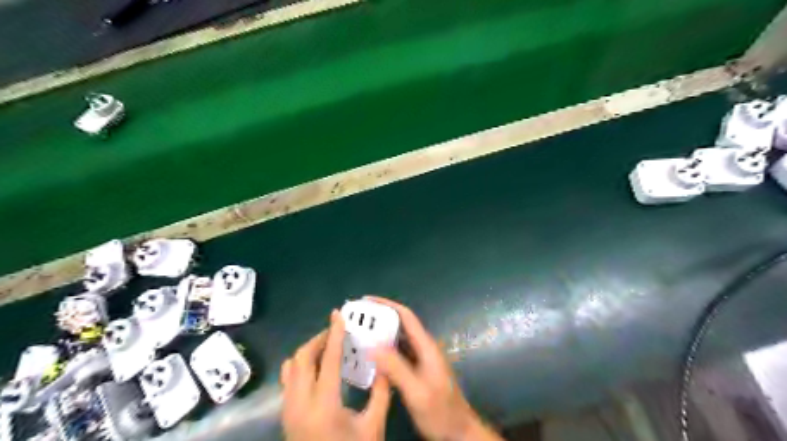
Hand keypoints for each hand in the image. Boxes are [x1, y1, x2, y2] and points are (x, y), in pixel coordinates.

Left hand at [282, 310, 393, 440]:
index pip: (327, 359)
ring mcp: (288, 409)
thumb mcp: (373, 427)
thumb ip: (381, 393)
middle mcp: (300, 403)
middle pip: (302, 358)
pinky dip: (300, 365)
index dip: (334, 334)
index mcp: (324, 405)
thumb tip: (386, 365)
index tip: (338, 314)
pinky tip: (317, 368)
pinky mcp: (286, 414)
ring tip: (327, 347)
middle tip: (337, 333)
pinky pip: (288, 379)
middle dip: (319, 340)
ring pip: (291, 367)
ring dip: (308, 351)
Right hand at [370, 297, 503, 439]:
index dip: (387, 305)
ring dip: (380, 333)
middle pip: (400, 325)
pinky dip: (384, 349)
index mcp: (426, 346)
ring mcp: (421, 359)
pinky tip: (370, 355)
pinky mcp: (417, 370)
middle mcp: (423, 348)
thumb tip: (373, 346)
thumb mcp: (417, 391)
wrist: (457, 430)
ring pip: (398, 339)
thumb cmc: (440, 411)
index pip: (406, 316)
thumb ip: (396, 369)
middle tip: (357, 318)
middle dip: (379, 318)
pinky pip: (398, 353)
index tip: (366, 300)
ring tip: (359, 332)